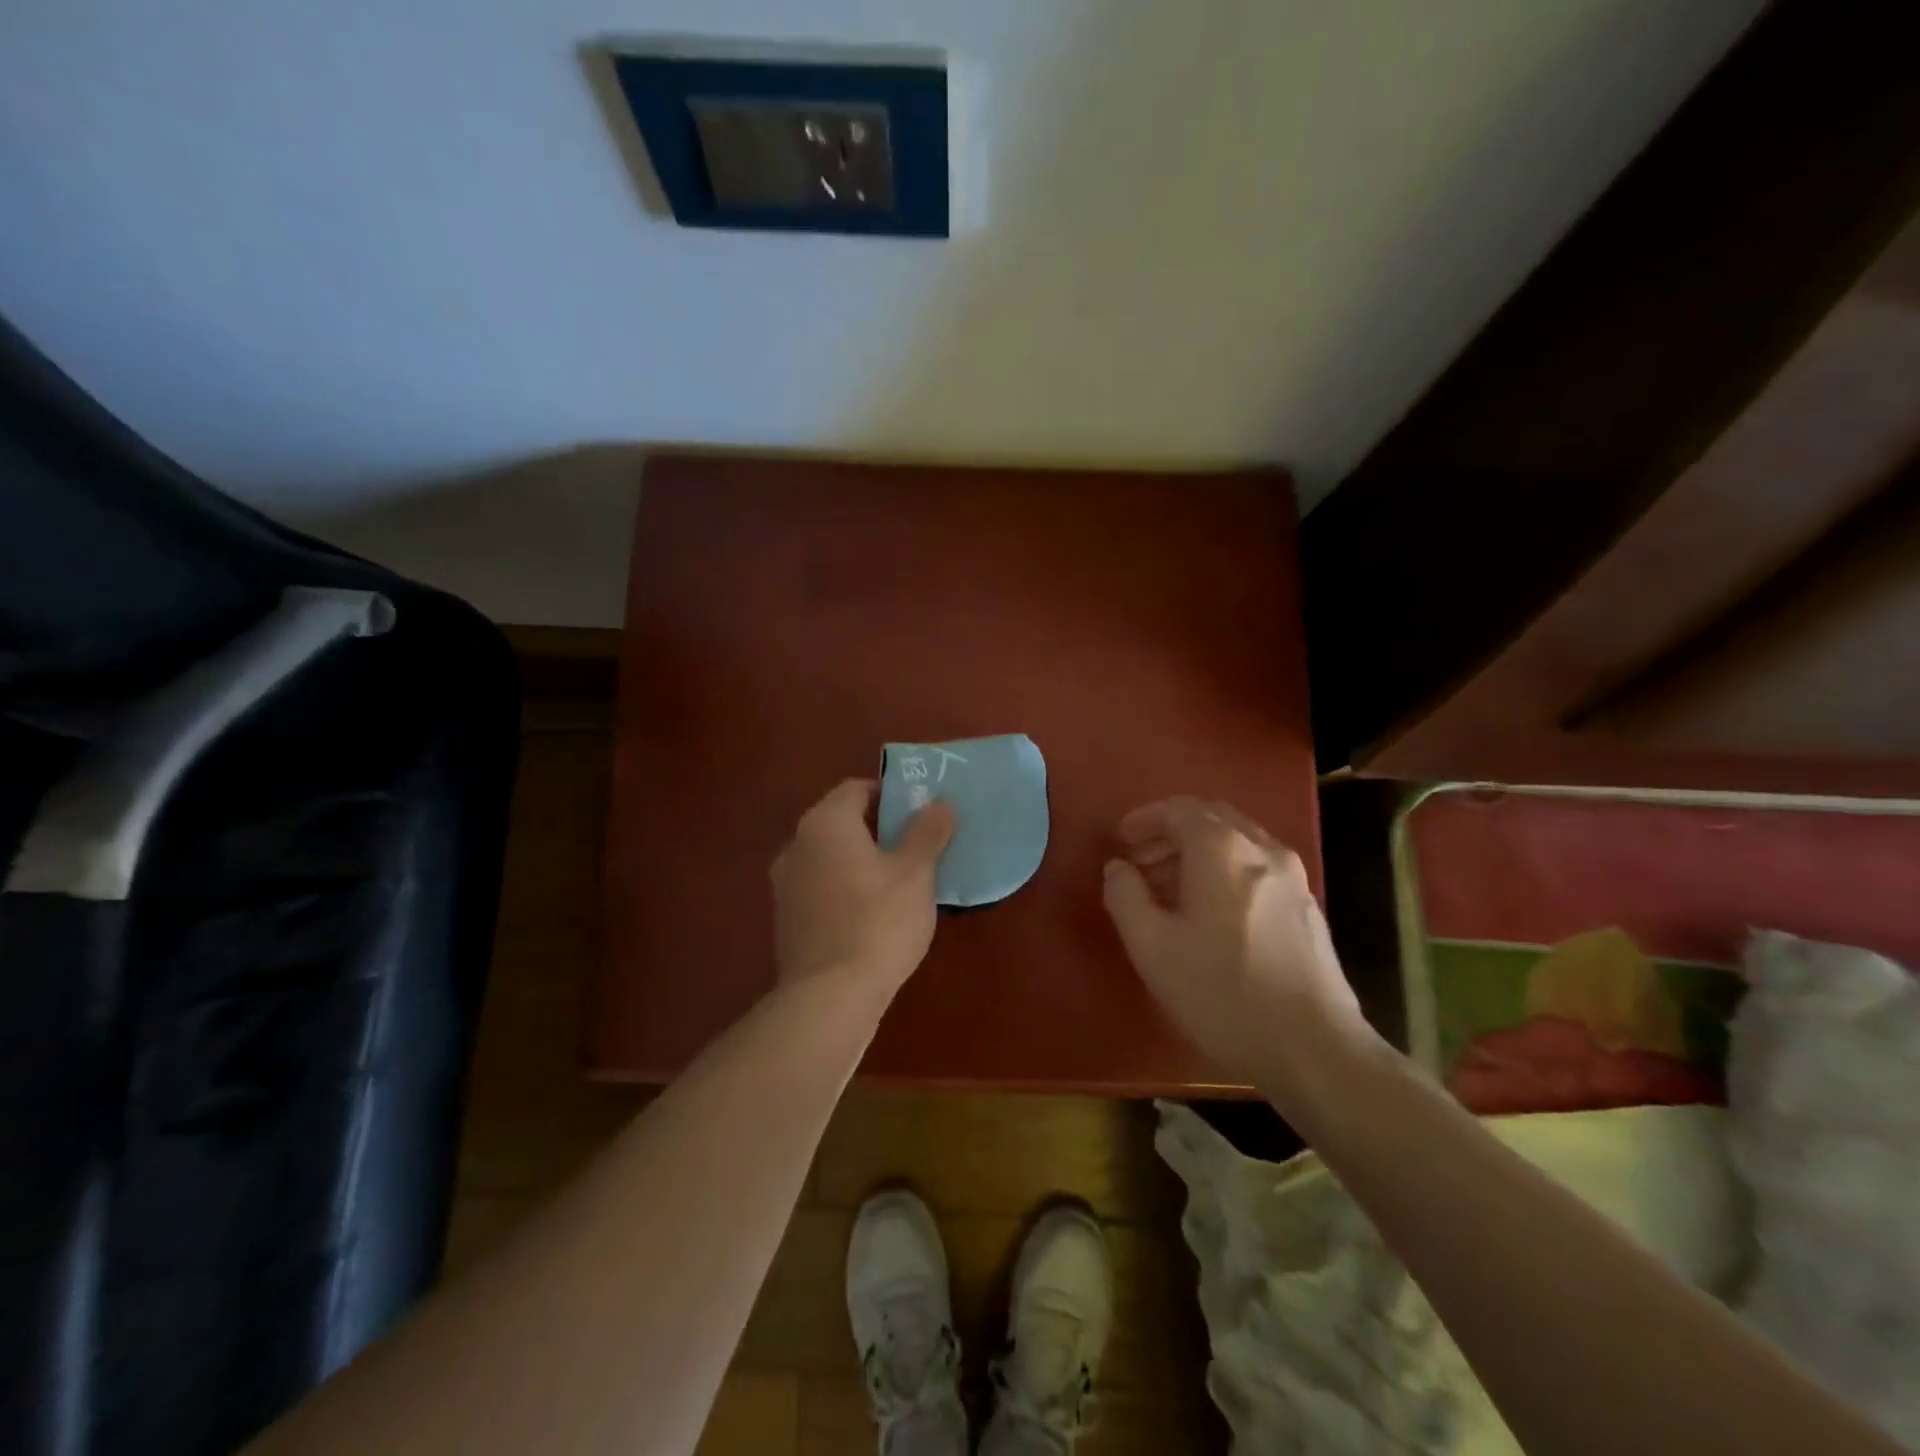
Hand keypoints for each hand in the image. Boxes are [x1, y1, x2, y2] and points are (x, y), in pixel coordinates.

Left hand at [771, 778, 956, 996]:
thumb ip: (927, 832)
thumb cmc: (878, 922)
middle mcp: (797, 845)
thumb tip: (939, 802)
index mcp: (825, 823)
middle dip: (879, 829)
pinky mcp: (787, 920)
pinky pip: (821, 888)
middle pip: (842, 822)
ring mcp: (786, 884)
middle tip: (918, 846)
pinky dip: (846, 889)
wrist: (829, 997)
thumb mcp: (916, 873)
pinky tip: (873, 914)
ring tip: (900, 882)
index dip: (890, 795)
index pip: (856, 788)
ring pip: (831, 857)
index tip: (920, 813)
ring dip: (862, 861)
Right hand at [1101, 796, 1374, 1101]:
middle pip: (1212, 818)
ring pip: (1237, 842)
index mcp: (1223, 849)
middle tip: (1141, 861)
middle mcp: (1262, 849)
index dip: (1145, 818)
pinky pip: (1256, 867)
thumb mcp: (1152, 947)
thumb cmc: (1222, 992)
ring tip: (1168, 889)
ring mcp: (1292, 877)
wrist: (1313, 1049)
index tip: (1121, 838)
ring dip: (1198, 852)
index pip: (1179, 809)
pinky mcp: (1306, 906)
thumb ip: (1125, 896)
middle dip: (1171, 832)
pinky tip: (1208, 913)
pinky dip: (1224, 870)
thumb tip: (1118, 868)